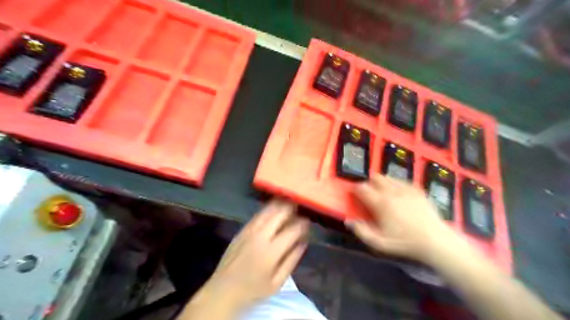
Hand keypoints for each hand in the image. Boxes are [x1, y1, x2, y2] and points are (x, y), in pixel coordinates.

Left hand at [202, 201, 309, 308]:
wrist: (223, 290)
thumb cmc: (253, 289)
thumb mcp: (277, 283)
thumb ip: (292, 260)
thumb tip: (303, 242)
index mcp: (271, 251)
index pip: (292, 230)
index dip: (303, 223)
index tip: (308, 222)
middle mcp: (260, 236)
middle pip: (279, 213)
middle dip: (292, 207)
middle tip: (299, 208)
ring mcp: (249, 230)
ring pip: (268, 210)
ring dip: (280, 205)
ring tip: (289, 204)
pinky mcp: (242, 229)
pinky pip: (258, 214)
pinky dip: (268, 210)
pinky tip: (274, 210)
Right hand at [347, 174, 461, 262]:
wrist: (435, 241)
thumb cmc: (405, 242)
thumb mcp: (380, 243)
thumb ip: (362, 231)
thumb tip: (349, 221)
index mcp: (380, 203)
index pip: (362, 188)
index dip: (356, 189)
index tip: (356, 195)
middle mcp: (392, 192)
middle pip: (375, 177)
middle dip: (369, 183)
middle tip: (370, 194)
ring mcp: (406, 189)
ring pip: (388, 177)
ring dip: (382, 183)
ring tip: (383, 194)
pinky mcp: (417, 190)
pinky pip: (402, 181)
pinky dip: (396, 185)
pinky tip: (398, 194)